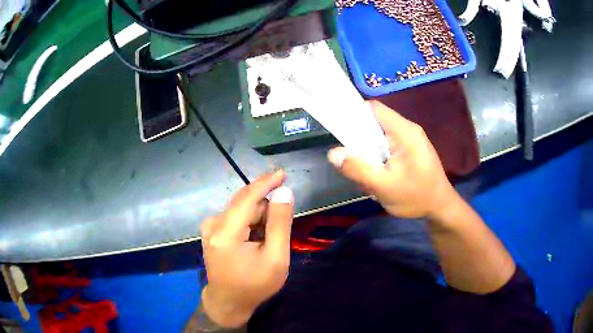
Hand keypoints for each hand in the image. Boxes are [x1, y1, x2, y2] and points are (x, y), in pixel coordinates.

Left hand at [200, 170, 293, 327]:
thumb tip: (284, 192)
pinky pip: (236, 217)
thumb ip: (280, 224)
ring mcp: (210, 227)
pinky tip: (254, 242)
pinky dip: (250, 224)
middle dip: (266, 212)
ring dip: (258, 220)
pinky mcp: (211, 230)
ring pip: (242, 211)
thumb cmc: (254, 285)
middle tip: (277, 234)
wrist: (228, 302)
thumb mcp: (275, 258)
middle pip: (246, 204)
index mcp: (225, 233)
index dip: (266, 183)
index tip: (283, 173)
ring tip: (265, 244)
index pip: (247, 198)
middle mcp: (213, 225)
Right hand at [327, 100, 455, 218]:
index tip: (340, 133)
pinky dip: (378, 161)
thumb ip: (358, 169)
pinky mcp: (409, 150)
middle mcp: (407, 130)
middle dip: (360, 144)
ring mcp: (409, 140)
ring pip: (378, 139)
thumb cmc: (417, 197)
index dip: (353, 114)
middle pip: (373, 124)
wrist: (441, 208)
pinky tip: (380, 180)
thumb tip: (333, 153)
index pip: (373, 108)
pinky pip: (386, 149)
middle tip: (356, 165)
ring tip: (370, 180)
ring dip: (369, 157)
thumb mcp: (384, 186)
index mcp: (404, 131)